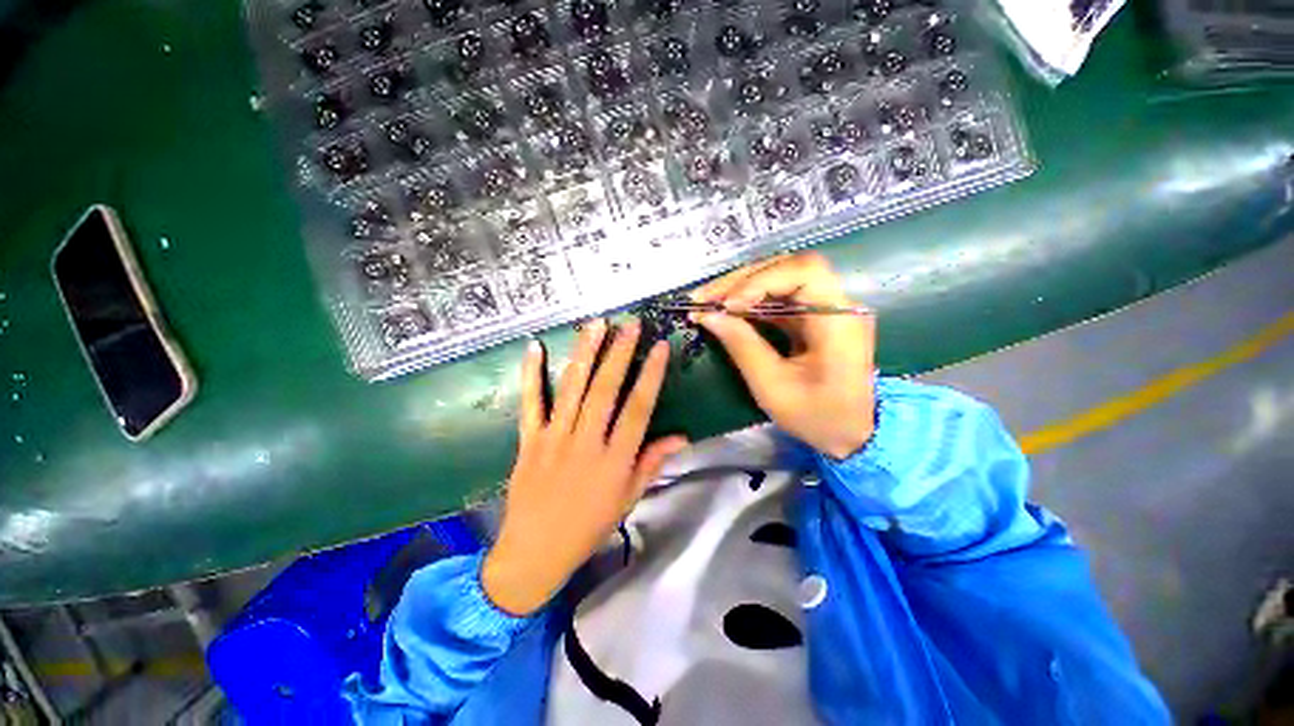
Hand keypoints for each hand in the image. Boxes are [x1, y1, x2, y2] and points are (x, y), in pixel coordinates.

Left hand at [482, 319, 687, 616]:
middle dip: (619, 353)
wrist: (534, 553)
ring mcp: (555, 439)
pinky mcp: (529, 440)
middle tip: (629, 324)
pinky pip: (530, 403)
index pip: (638, 409)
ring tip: (595, 325)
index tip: (659, 347)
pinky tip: (535, 347)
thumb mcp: (628, 499)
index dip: (651, 375)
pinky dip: (531, 374)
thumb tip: (681, 436)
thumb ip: (652, 463)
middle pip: (605, 390)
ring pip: (572, 389)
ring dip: (585, 354)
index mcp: (615, 460)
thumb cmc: (588, 527)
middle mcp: (586, 442)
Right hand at [692, 252, 875, 458]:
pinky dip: (750, 301)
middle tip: (703, 297)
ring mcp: (826, 308)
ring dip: (741, 287)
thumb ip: (742, 346)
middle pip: (788, 269)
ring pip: (780, 279)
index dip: (761, 280)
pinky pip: (779, 297)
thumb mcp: (773, 387)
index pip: (805, 272)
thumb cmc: (816, 416)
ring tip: (708, 301)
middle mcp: (838, 304)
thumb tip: (709, 315)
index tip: (727, 304)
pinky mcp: (814, 316)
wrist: (851, 433)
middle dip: (741, 281)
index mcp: (839, 321)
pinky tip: (727, 309)